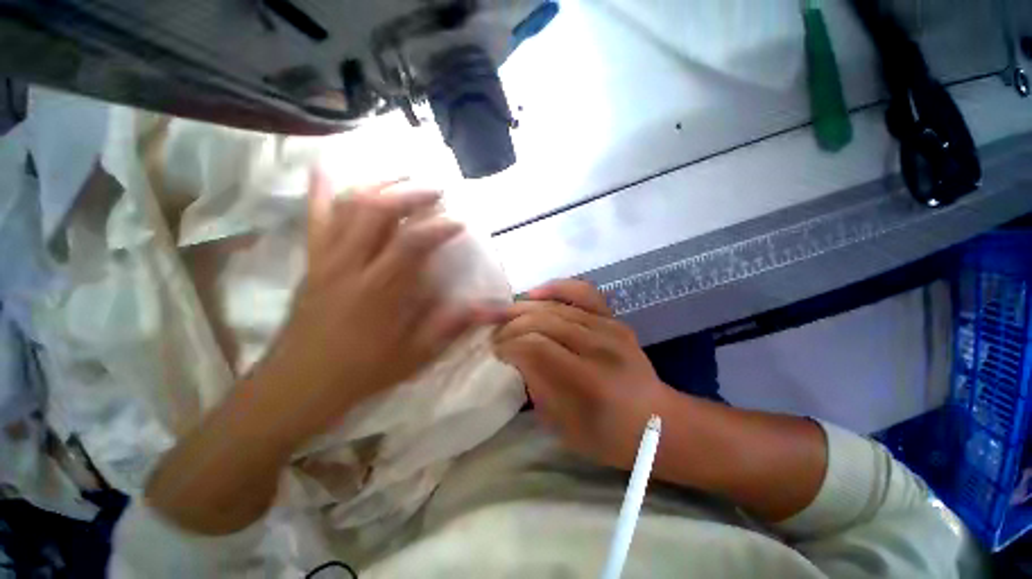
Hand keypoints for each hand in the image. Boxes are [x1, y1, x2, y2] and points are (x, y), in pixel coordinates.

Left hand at [255, 171, 488, 444]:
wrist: (299, 383)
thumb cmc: (363, 370)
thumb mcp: (415, 356)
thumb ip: (450, 326)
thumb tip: (487, 308)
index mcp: (380, 291)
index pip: (411, 243)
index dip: (438, 226)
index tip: (460, 221)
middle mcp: (351, 266)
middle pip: (376, 212)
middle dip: (410, 193)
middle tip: (435, 188)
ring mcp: (327, 259)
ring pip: (347, 207)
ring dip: (378, 185)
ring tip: (403, 177)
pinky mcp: (312, 261)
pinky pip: (314, 219)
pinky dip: (321, 191)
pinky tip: (328, 168)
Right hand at [493, 280, 674, 469]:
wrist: (656, 420)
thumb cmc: (606, 434)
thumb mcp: (562, 425)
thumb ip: (536, 385)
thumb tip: (516, 355)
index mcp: (587, 381)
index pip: (535, 347)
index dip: (509, 345)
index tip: (496, 351)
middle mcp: (599, 347)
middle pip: (542, 321)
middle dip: (511, 326)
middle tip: (496, 335)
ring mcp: (609, 327)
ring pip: (555, 306)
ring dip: (524, 309)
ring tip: (506, 317)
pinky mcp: (613, 318)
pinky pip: (581, 291)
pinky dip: (555, 288)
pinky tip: (535, 294)